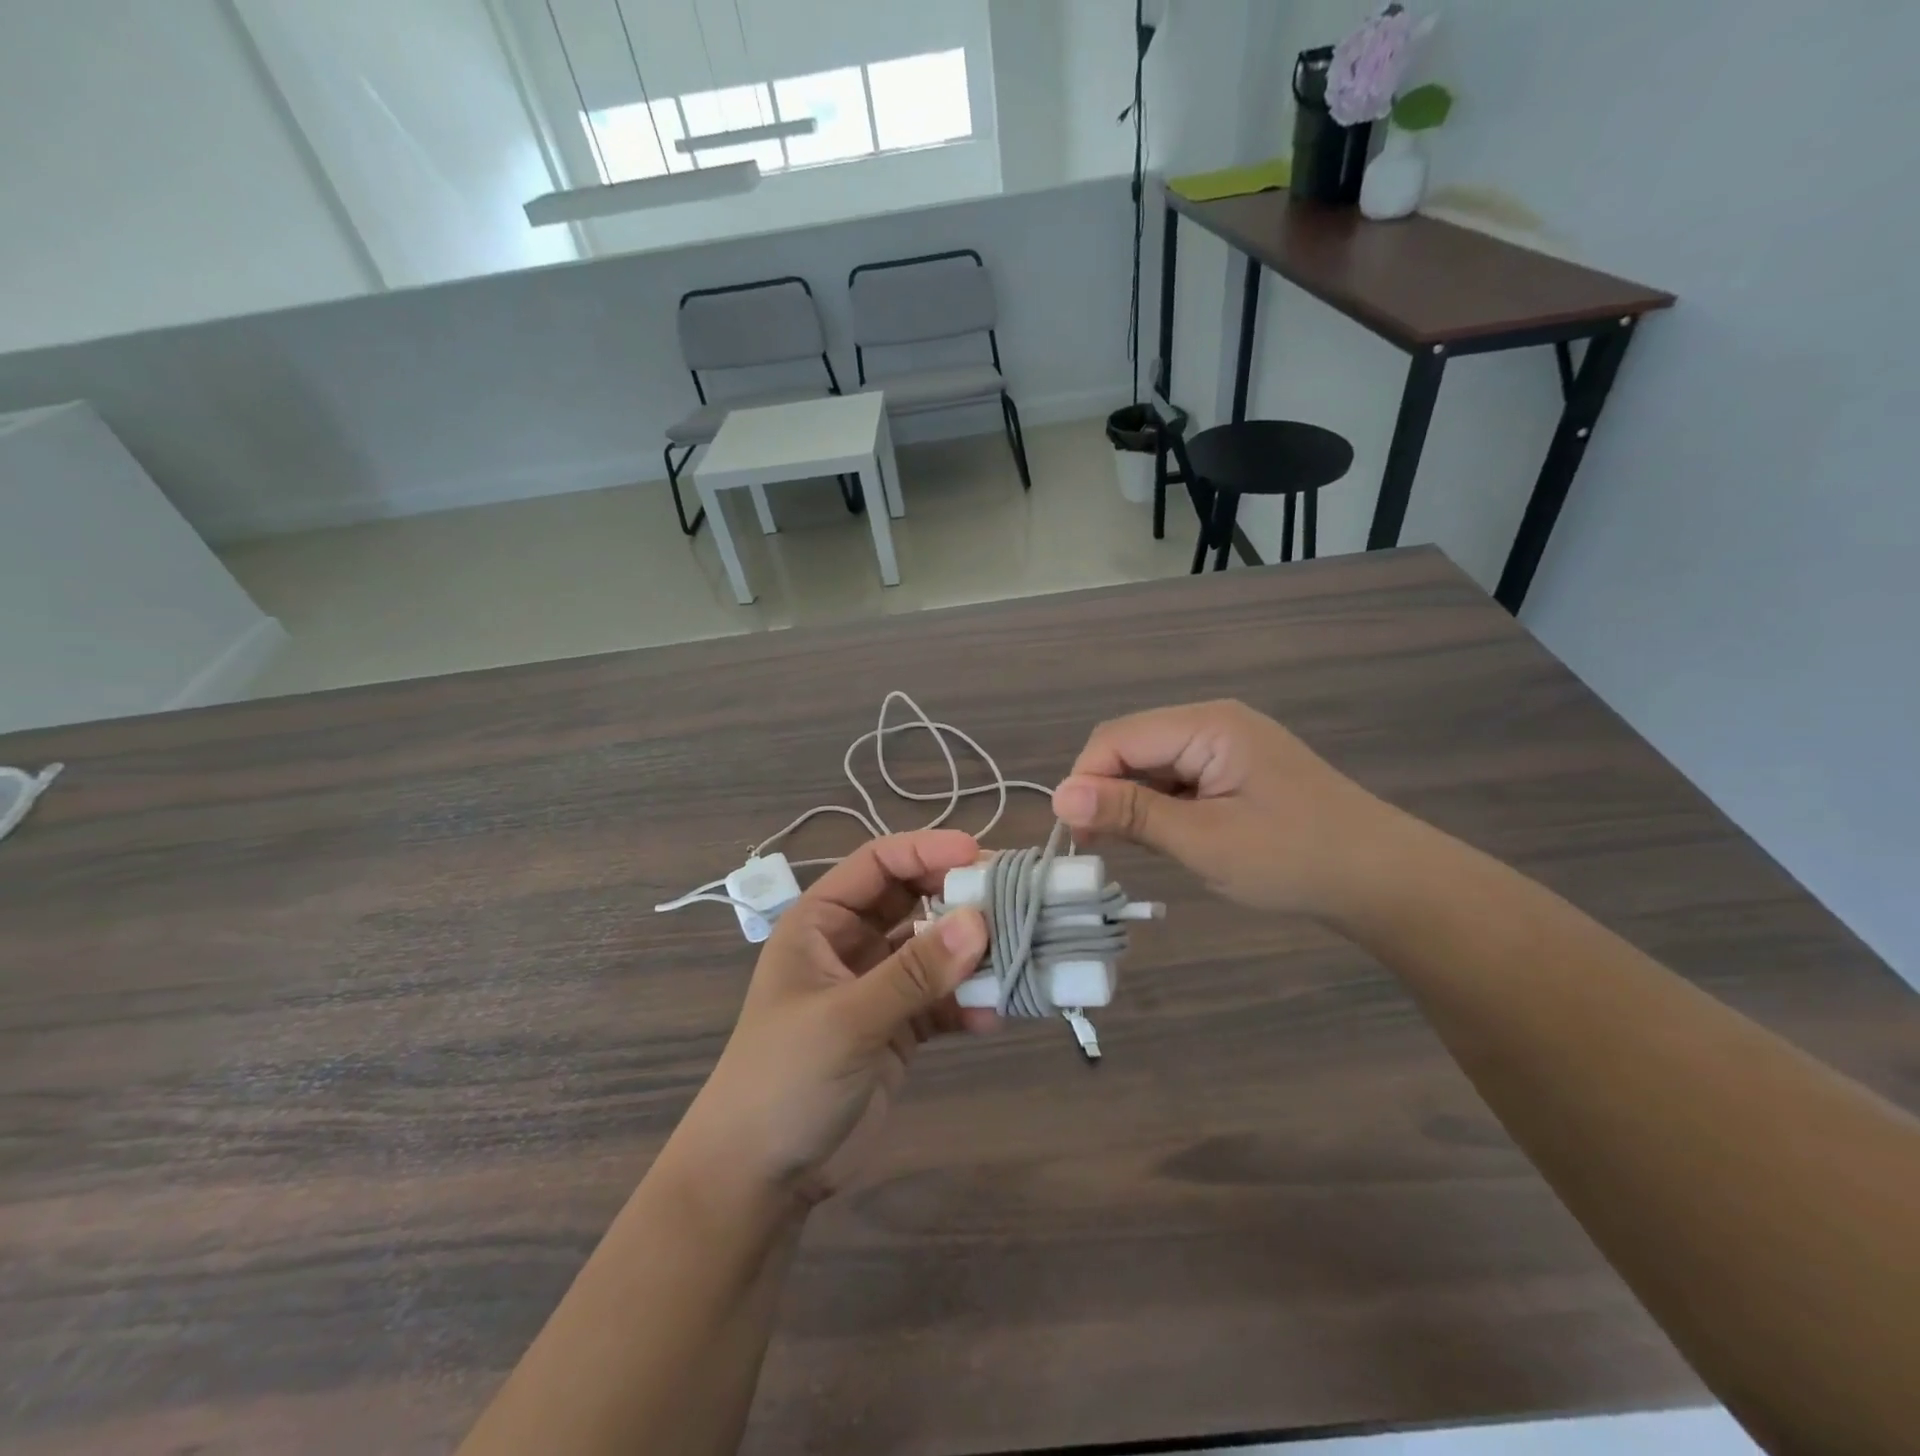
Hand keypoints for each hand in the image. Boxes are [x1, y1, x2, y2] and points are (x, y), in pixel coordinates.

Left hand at [672, 831, 994, 1208]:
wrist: (761, 1177)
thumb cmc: (784, 1079)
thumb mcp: (847, 1019)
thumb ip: (914, 972)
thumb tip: (979, 922)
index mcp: (821, 922)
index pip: (878, 864)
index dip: (927, 850)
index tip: (980, 855)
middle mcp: (850, 944)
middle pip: (913, 900)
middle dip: (959, 897)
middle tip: (1013, 899)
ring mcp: (877, 986)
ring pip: (933, 950)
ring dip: (972, 953)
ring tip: (1018, 954)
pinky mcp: (898, 1028)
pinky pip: (941, 1000)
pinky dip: (967, 1003)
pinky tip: (994, 1014)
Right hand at [1051, 700, 1400, 920]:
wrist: (1385, 881)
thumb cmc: (1293, 858)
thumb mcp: (1203, 840)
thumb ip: (1130, 813)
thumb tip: (1058, 796)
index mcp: (1207, 724)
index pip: (1118, 737)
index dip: (1085, 780)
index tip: (1073, 833)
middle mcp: (1212, 723)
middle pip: (1132, 746)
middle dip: (1105, 790)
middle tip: (1095, 845)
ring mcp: (1226, 746)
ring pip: (1151, 764)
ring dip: (1131, 801)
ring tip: (1128, 847)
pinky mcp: (1234, 771)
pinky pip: (1177, 778)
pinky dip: (1159, 806)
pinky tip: (1163, 837)